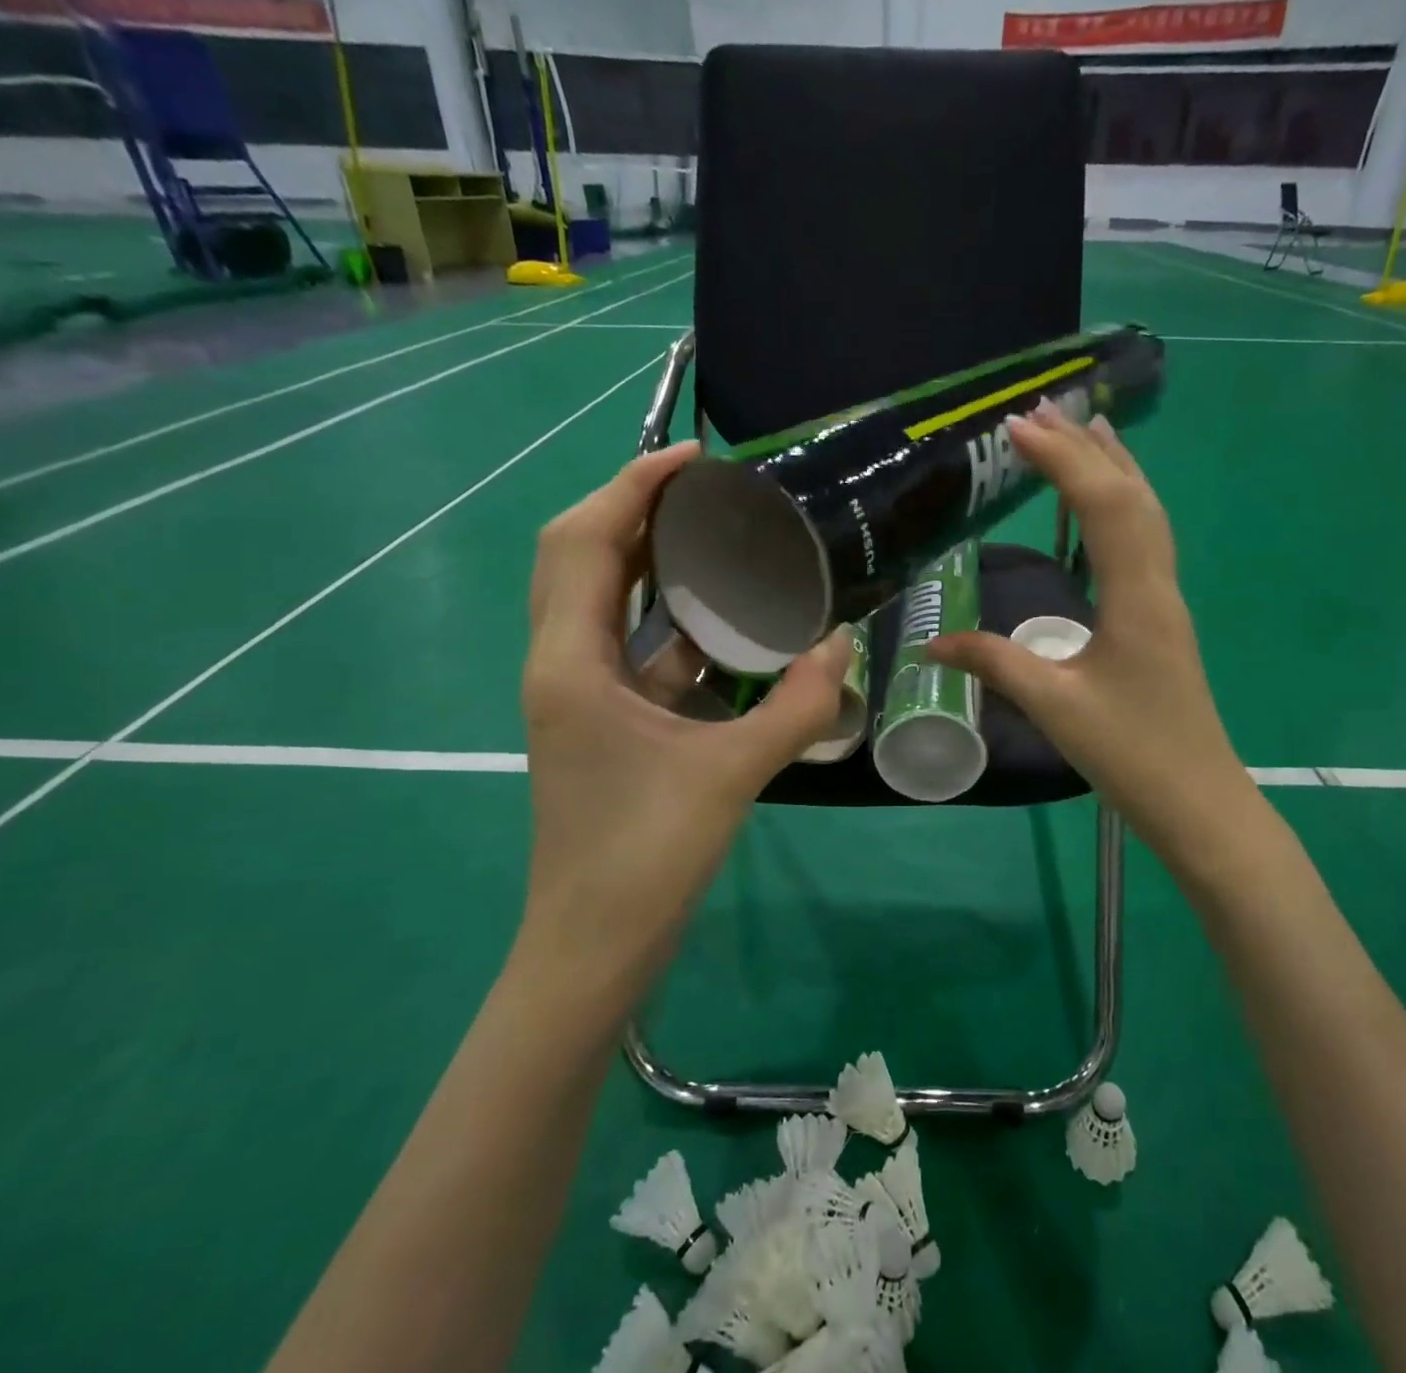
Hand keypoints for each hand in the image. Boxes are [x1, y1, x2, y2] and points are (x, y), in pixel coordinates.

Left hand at [516, 442, 852, 995]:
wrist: (594, 946)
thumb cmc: (645, 858)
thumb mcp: (731, 775)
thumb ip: (797, 707)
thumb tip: (844, 647)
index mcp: (571, 661)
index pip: (584, 540)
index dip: (633, 486)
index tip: (698, 459)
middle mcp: (561, 663)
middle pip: (579, 555)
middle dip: (635, 508)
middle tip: (708, 491)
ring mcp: (577, 693)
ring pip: (600, 598)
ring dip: (646, 558)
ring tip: (715, 534)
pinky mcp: (601, 720)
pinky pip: (628, 645)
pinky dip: (666, 617)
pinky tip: (721, 618)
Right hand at [929, 407, 1251, 872]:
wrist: (1198, 800)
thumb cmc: (1131, 753)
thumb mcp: (1054, 706)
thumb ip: (993, 664)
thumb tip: (931, 644)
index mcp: (1136, 597)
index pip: (1102, 506)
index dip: (1062, 461)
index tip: (1017, 427)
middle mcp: (1158, 584)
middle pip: (1131, 496)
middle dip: (1087, 448)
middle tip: (1044, 408)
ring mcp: (1165, 600)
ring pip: (1146, 514)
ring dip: (1113, 468)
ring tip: (1084, 429)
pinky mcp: (1160, 618)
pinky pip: (1145, 540)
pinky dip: (1123, 504)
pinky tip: (1105, 506)